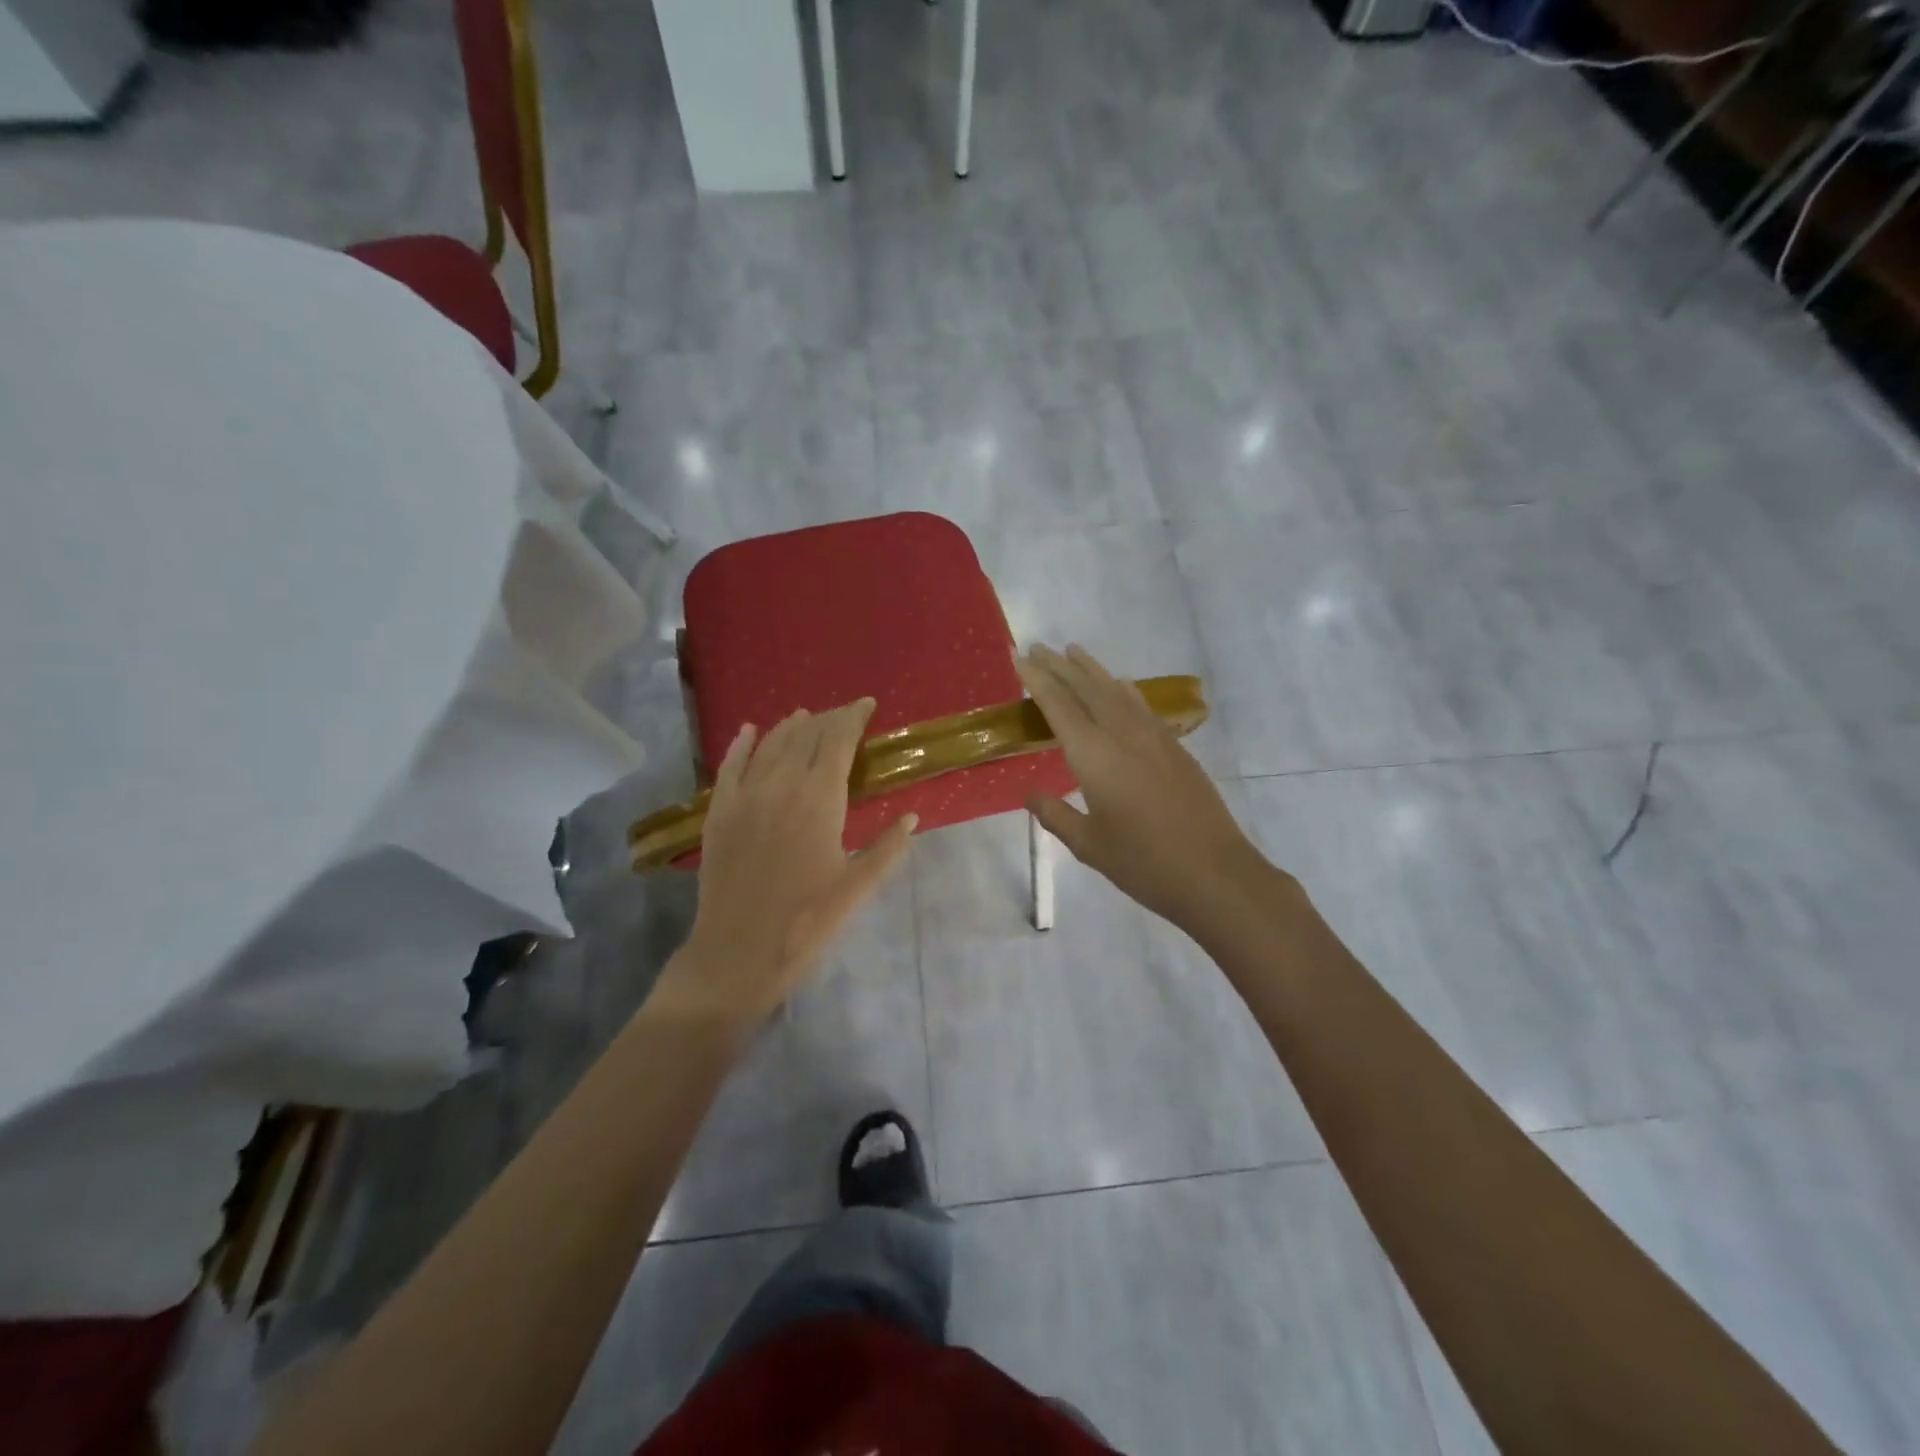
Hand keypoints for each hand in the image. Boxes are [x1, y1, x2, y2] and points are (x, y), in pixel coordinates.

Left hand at [653, 699, 915, 1025]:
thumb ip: (887, 848)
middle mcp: (780, 786)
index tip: (867, 704)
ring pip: (770, 745)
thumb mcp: (856, 889)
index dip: (853, 717)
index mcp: (819, 800)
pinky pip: (730, 765)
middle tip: (844, 715)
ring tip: (806, 716)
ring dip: (791, 726)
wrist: (737, 954)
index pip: (838, 741)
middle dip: (827, 719)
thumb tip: (911, 816)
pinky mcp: (718, 812)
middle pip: (806, 736)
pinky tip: (750, 730)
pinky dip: (742, 744)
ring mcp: (744, 796)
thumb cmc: (806, 924)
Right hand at [1017, 644, 1267, 932]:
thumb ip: (1056, 815)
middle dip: (1061, 666)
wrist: (1216, 874)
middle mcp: (1123, 736)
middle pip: (1088, 689)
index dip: (1038, 681)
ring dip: (1092, 670)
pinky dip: (1123, 690)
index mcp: (1095, 757)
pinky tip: (1120, 685)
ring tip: (1073, 651)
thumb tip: (1030, 794)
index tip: (1020, 658)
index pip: (1060, 707)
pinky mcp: (1175, 748)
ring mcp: (1154, 738)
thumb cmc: (1144, 864)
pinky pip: (1141, 706)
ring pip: (1117, 692)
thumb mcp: (1089, 846)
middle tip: (1039, 647)